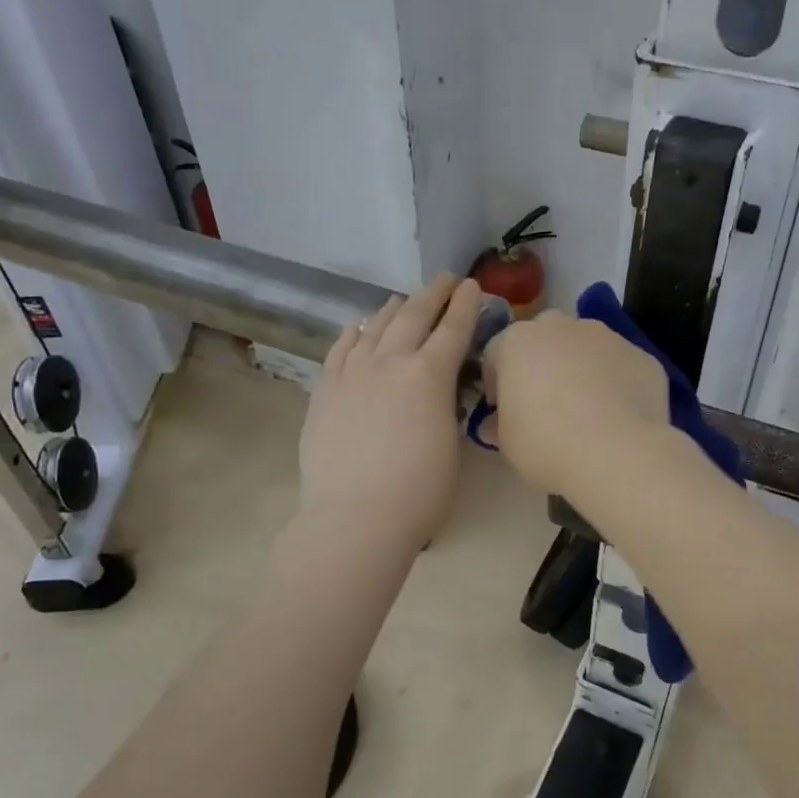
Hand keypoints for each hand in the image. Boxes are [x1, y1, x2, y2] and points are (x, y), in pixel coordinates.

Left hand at [300, 274, 483, 549]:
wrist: (356, 517)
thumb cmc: (420, 492)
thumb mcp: (451, 444)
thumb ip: (447, 407)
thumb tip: (439, 391)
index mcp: (430, 375)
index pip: (453, 329)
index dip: (466, 305)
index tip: (473, 286)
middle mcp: (390, 363)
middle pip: (414, 317)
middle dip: (433, 294)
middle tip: (445, 279)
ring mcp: (352, 374)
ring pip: (374, 328)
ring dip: (394, 309)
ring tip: (403, 299)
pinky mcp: (325, 391)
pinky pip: (339, 350)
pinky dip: (353, 333)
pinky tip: (358, 326)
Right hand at [481, 311, 670, 495]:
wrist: (617, 452)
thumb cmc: (547, 443)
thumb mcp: (506, 442)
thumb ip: (499, 422)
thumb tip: (497, 422)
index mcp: (518, 340)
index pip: (497, 352)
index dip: (497, 381)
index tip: (502, 409)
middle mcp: (563, 326)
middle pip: (544, 337)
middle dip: (541, 362)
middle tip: (544, 401)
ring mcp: (607, 336)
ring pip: (586, 346)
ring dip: (581, 367)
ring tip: (587, 408)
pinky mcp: (642, 355)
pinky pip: (620, 365)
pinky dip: (616, 382)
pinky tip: (618, 414)